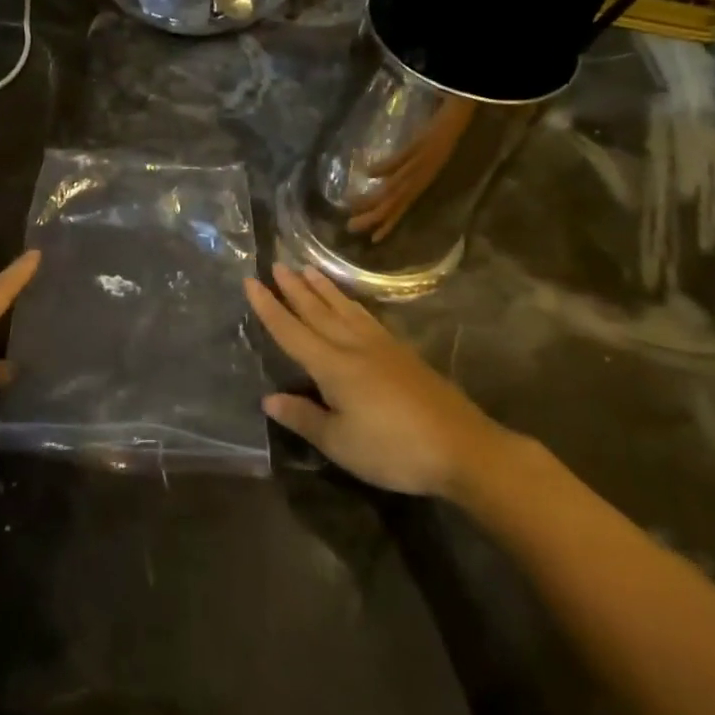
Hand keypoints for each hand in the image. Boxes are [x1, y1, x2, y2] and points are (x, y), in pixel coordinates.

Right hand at [247, 263, 512, 497]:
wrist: (463, 448)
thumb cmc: (394, 450)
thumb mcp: (341, 443)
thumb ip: (304, 418)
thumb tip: (269, 398)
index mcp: (333, 366)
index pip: (291, 331)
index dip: (268, 307)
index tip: (250, 281)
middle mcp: (354, 346)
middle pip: (317, 311)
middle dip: (294, 289)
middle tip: (277, 264)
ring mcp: (382, 347)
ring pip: (344, 309)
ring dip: (322, 289)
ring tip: (307, 269)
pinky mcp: (402, 353)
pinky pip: (366, 316)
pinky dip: (350, 303)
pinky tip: (349, 303)